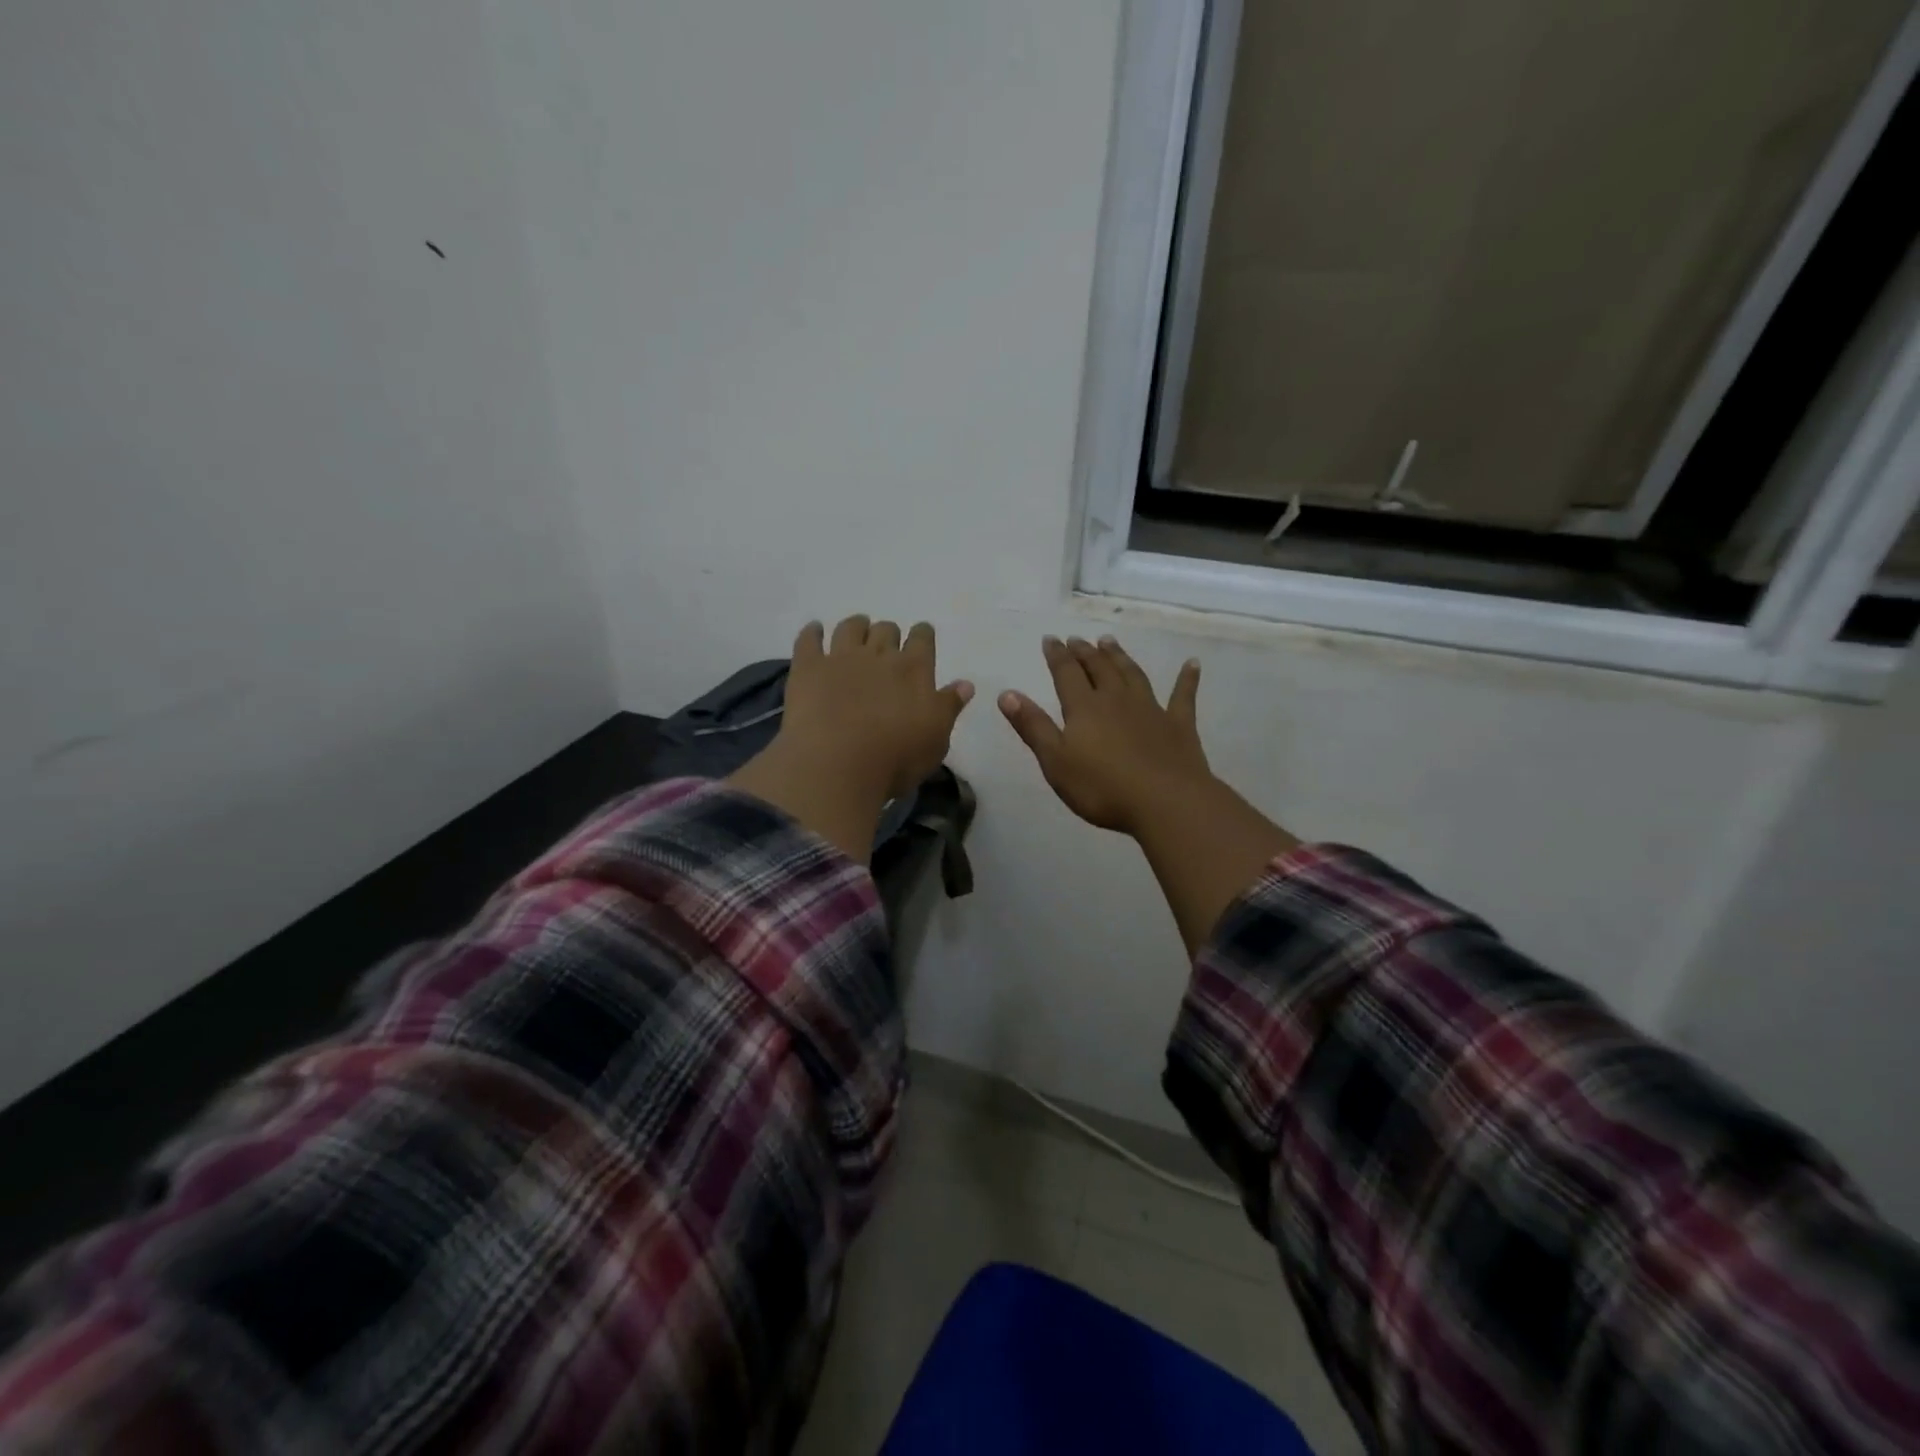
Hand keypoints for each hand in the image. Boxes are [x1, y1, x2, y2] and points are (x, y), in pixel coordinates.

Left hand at [728, 616, 973, 860]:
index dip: (922, 635)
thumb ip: (948, 707)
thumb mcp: (936, 740)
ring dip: (856, 626)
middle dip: (889, 634)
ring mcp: (840, 658)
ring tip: (856, 631)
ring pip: (850, 627)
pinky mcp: (808, 668)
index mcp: (914, 669)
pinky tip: (814, 630)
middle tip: (886, 646)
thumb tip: (965, 684)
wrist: (837, 764)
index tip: (921, 637)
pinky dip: (812, 632)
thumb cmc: (896, 759)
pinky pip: (808, 639)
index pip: (923, 639)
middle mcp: (879, 655)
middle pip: (886, 630)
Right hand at [1001, 633, 1298, 953]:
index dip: (1057, 655)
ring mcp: (1151, 709)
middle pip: (1099, 669)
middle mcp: (1116, 699)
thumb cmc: (1102, 787)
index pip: (1066, 673)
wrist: (1165, 802)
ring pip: (1132, 675)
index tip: (1051, 639)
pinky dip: (1186, 679)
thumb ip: (1033, 726)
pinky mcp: (1179, 725)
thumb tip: (1007, 693)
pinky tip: (1192, 664)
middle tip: (1077, 639)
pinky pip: (1183, 696)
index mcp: (1084, 708)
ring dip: (1120, 657)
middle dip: (1085, 653)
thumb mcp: (1055, 761)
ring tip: (1110, 642)